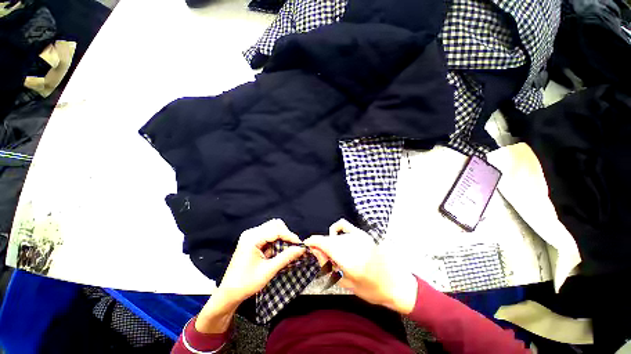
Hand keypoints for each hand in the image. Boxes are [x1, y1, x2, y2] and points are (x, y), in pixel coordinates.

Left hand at [219, 219, 306, 302]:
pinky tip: (275, 251)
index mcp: (252, 239)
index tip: (300, 245)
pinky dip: (275, 240)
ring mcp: (250, 235)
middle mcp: (251, 233)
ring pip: (272, 228)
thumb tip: (301, 249)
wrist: (228, 293)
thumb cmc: (246, 283)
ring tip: (285, 250)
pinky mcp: (251, 240)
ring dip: (281, 237)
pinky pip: (268, 234)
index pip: (276, 230)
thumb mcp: (268, 271)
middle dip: (286, 235)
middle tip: (293, 247)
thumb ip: (286, 257)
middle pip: (275, 225)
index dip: (290, 236)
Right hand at [305, 219, 417, 313]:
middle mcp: (353, 244)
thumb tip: (315, 250)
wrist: (395, 284)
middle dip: (321, 247)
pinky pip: (343, 225)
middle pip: (328, 240)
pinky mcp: (363, 234)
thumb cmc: (370, 289)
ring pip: (334, 236)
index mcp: (348, 260)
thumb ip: (328, 265)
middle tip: (324, 259)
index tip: (307, 244)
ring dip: (329, 243)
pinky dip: (336, 229)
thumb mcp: (345, 283)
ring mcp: (359, 237)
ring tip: (334, 255)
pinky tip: (337, 237)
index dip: (312, 242)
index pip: (324, 243)